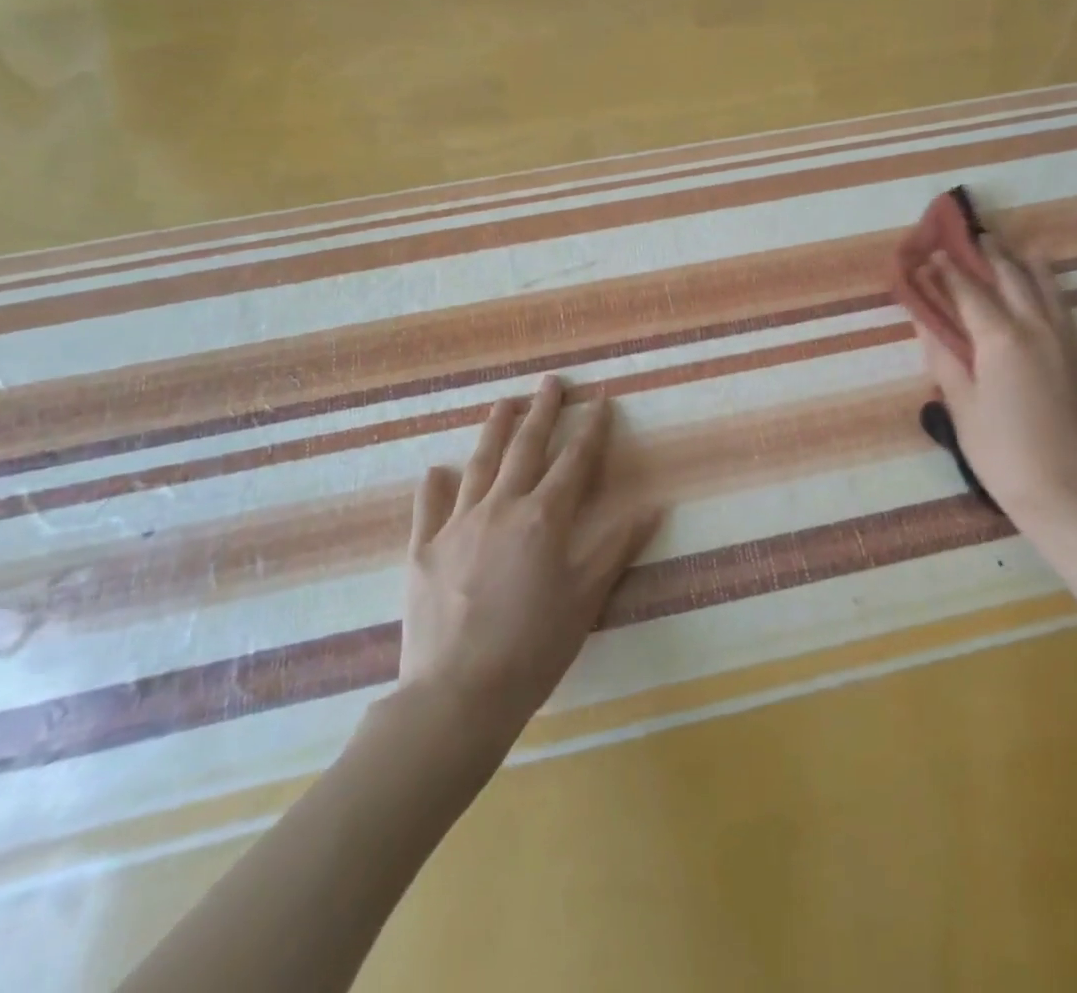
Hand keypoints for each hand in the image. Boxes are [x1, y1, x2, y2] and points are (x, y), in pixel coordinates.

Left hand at [398, 376, 659, 732]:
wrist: (458, 694)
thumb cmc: (534, 647)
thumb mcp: (586, 597)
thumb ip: (617, 546)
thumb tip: (653, 506)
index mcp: (543, 518)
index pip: (574, 462)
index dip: (591, 429)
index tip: (599, 401)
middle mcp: (500, 507)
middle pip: (525, 448)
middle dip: (543, 412)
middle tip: (551, 382)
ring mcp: (457, 524)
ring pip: (479, 464)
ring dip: (494, 430)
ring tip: (503, 403)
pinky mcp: (423, 549)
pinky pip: (429, 506)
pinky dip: (435, 485)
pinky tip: (437, 470)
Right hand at [912, 238, 1076, 532]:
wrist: (1065, 490)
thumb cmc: (1001, 450)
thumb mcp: (960, 406)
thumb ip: (944, 359)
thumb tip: (926, 324)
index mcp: (1001, 338)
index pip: (969, 292)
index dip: (948, 271)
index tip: (931, 253)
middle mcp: (1036, 329)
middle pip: (1011, 279)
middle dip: (990, 256)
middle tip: (973, 237)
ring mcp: (1064, 342)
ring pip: (1046, 288)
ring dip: (1025, 264)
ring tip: (1014, 248)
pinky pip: (1062, 308)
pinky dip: (1049, 288)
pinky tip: (1044, 288)